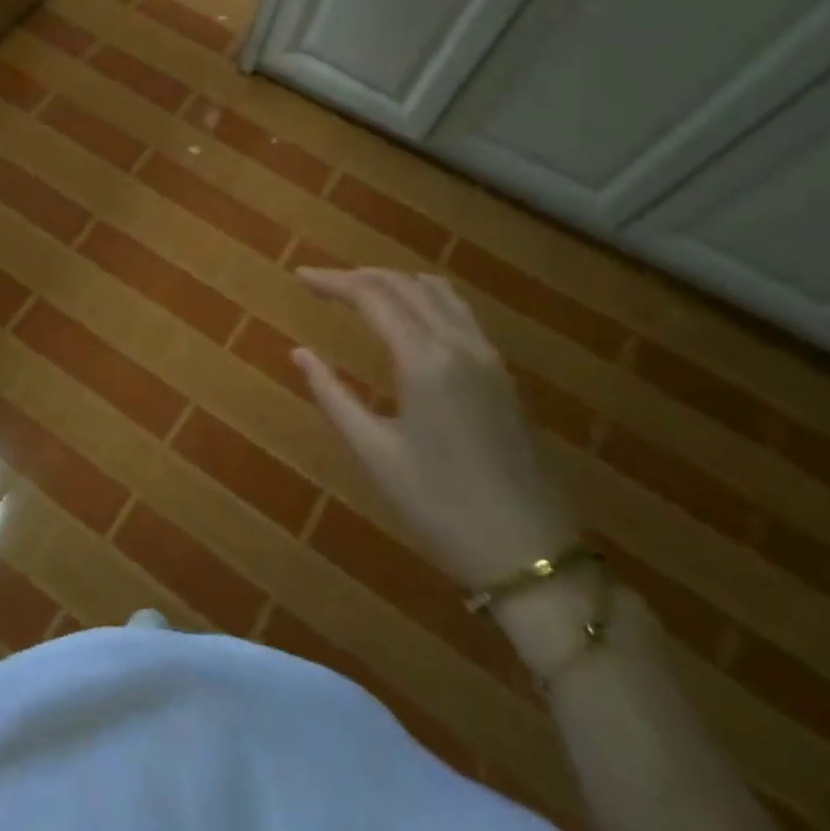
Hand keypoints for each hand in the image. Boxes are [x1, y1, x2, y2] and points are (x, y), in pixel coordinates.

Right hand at [291, 267, 576, 591]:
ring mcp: (488, 357)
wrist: (531, 554)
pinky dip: (424, 297)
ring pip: (437, 292)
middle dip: (358, 276)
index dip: (333, 281)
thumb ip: (333, 395)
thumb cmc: (441, 507)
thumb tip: (299, 353)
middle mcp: (460, 344)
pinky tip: (407, 317)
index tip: (299, 276)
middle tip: (320, 283)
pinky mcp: (502, 374)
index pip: (373, 297)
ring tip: (357, 292)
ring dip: (393, 281)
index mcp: (426, 361)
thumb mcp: (375, 453)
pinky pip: (459, 312)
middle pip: (404, 285)